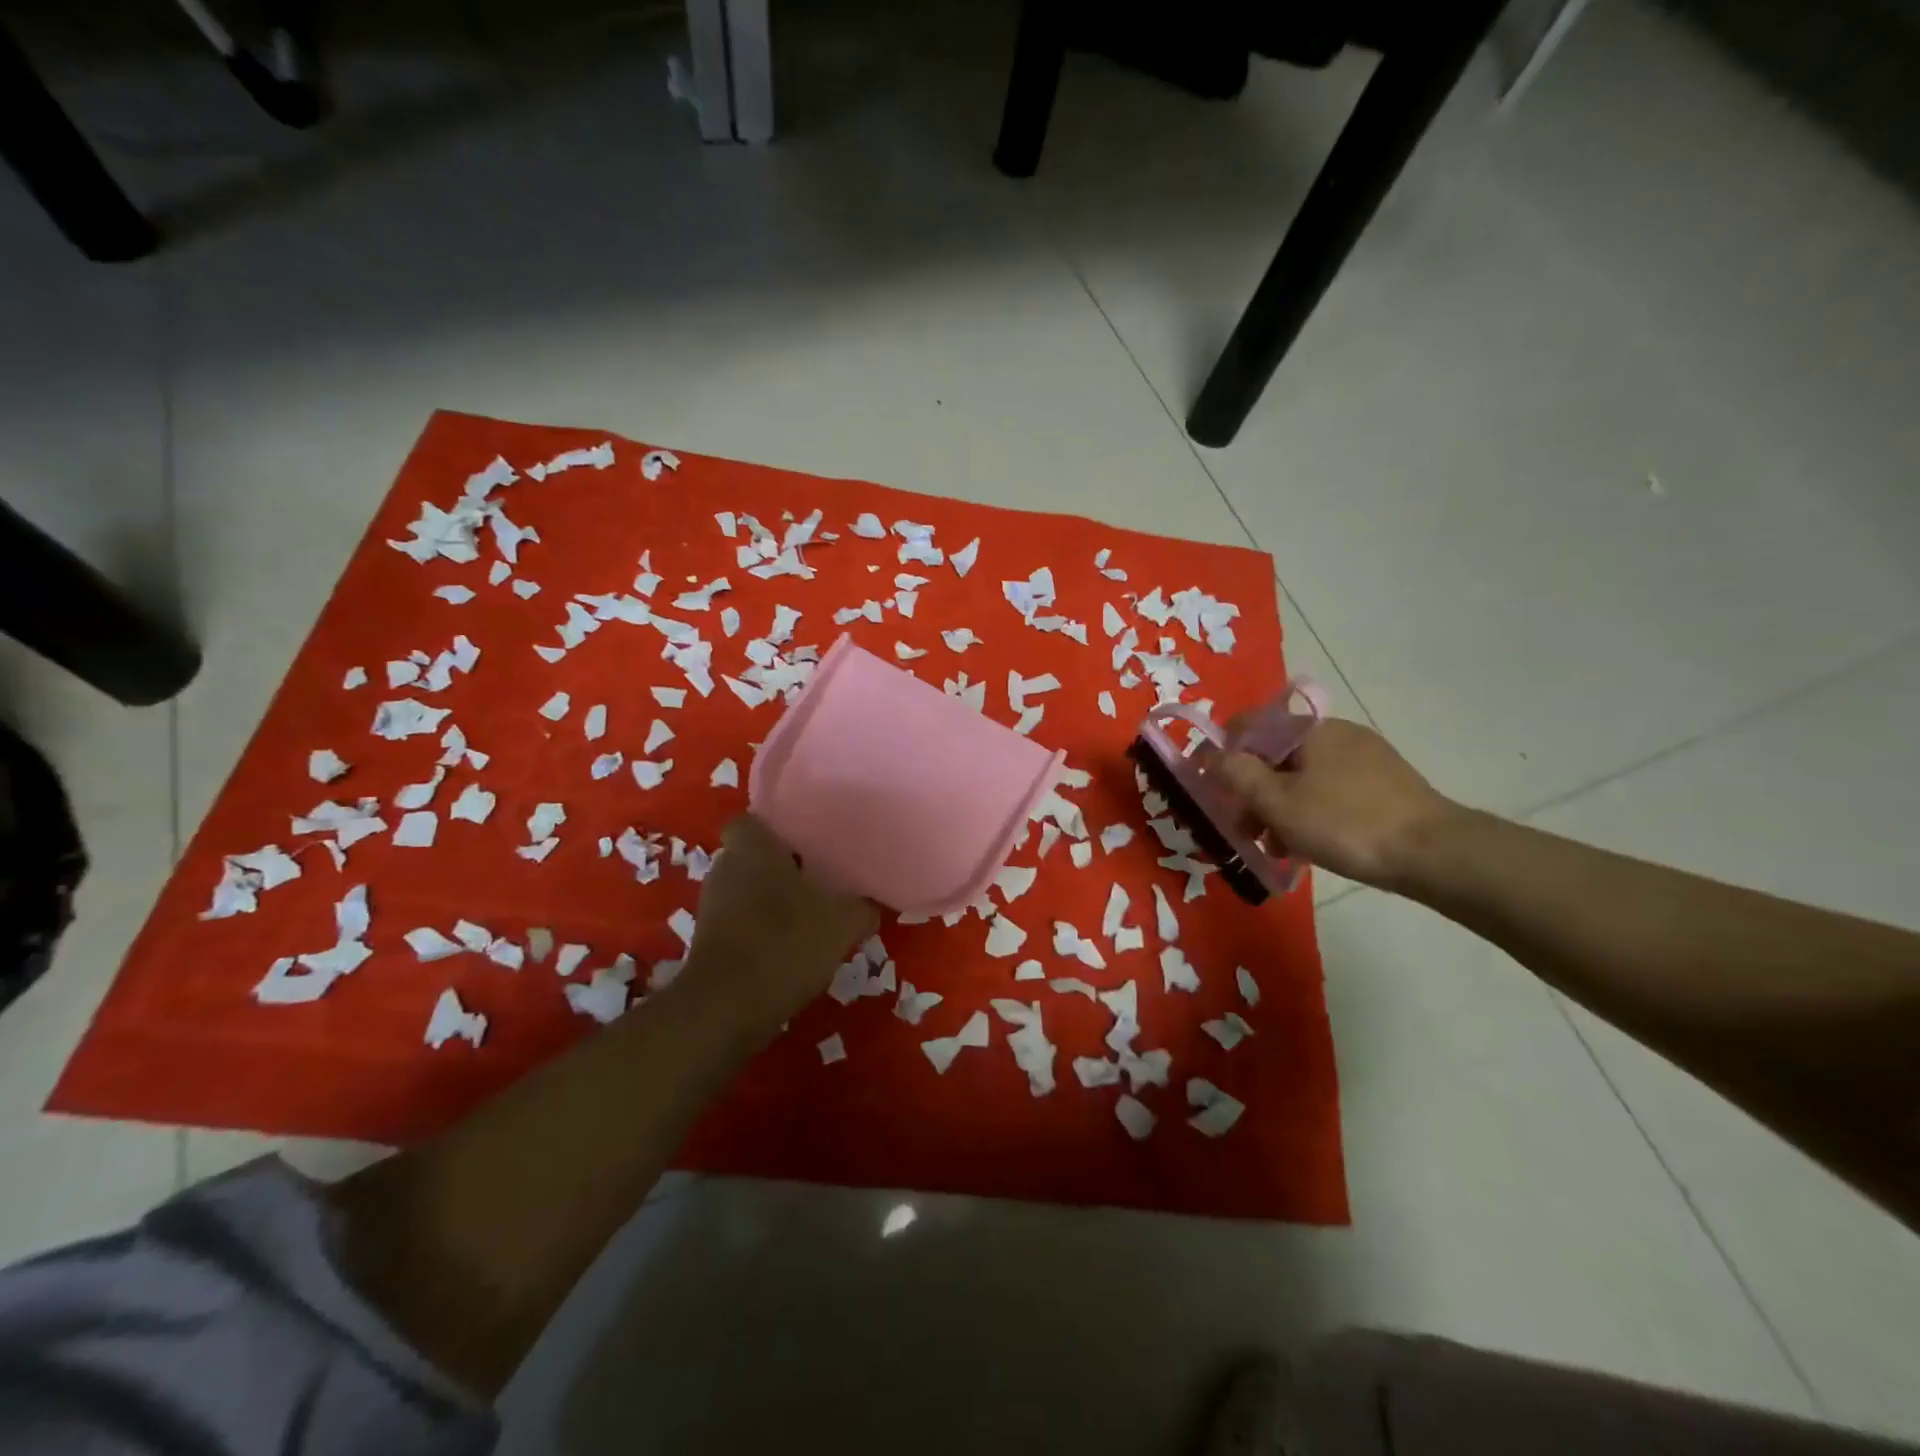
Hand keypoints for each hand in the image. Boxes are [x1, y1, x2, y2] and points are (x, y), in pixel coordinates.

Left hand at [681, 814, 876, 1030]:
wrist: (727, 1007)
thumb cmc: (785, 942)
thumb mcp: (842, 922)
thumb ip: (861, 909)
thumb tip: (870, 907)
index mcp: (752, 848)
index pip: (752, 822)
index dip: (776, 831)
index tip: (805, 845)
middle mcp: (725, 869)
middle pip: (752, 858)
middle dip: (780, 869)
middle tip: (817, 881)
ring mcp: (711, 908)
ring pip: (746, 893)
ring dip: (771, 904)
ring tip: (809, 919)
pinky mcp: (707, 944)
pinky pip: (740, 925)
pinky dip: (761, 933)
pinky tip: (791, 951)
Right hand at [1207, 718, 1459, 889]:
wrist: (1434, 853)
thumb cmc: (1345, 823)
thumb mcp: (1277, 802)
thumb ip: (1236, 774)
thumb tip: (1207, 753)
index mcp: (1309, 728)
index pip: (1249, 725)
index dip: (1223, 753)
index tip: (1214, 789)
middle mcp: (1336, 732)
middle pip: (1275, 755)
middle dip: (1252, 791)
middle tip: (1244, 830)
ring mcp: (1364, 757)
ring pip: (1302, 777)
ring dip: (1279, 808)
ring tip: (1278, 847)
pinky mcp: (1384, 783)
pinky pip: (1330, 790)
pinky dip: (1310, 812)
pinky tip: (1310, 845)